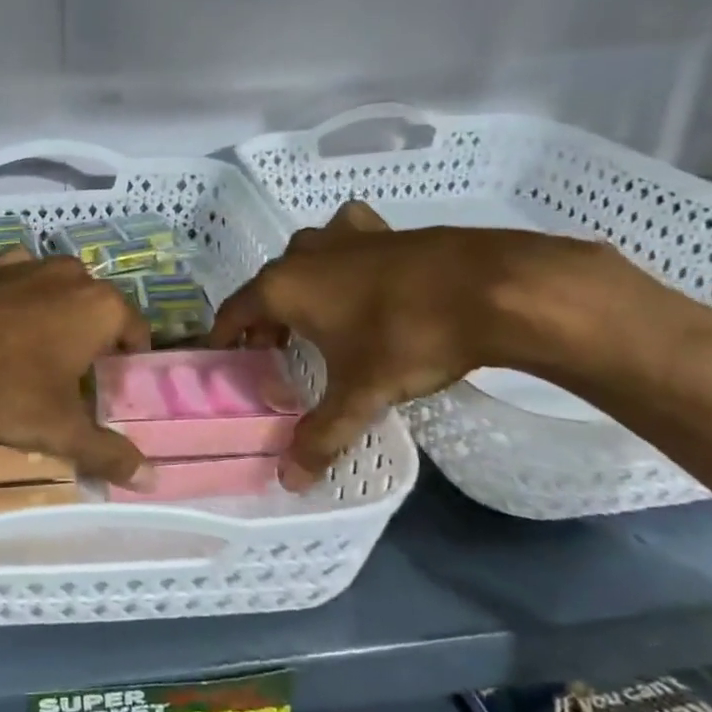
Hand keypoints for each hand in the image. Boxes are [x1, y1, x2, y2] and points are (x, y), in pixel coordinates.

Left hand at [0, 249, 151, 482]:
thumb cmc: (5, 391)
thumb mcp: (61, 430)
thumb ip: (108, 453)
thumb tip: (152, 480)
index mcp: (100, 306)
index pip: (136, 331)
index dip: (129, 361)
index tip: (113, 387)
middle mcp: (68, 274)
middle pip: (95, 308)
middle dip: (90, 338)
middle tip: (73, 378)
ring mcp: (22, 264)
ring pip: (53, 292)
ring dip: (52, 318)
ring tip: (31, 358)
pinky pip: (11, 286)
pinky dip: (11, 305)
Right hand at [208, 202, 589, 487]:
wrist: (489, 288)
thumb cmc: (406, 337)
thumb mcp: (360, 393)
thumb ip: (321, 436)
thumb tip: (289, 482)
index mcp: (282, 287)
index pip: (234, 311)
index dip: (223, 337)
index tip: (222, 360)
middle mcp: (302, 254)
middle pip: (267, 288)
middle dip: (265, 321)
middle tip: (274, 355)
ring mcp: (343, 235)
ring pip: (304, 260)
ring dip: (300, 288)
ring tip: (315, 320)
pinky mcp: (382, 229)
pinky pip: (346, 240)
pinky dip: (343, 258)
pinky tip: (361, 275)